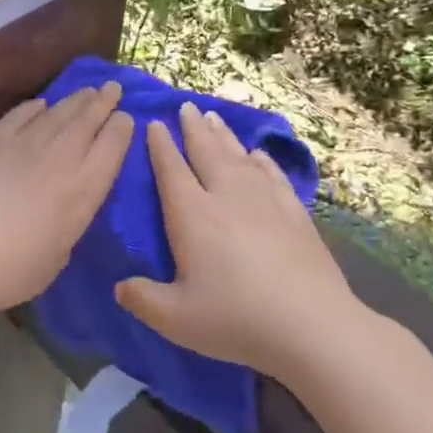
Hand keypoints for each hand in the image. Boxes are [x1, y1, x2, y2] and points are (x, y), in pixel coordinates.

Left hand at [0, 83, 133, 317]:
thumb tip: (65, 203)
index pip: (112, 147)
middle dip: (103, 102)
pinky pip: (19, 115)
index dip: (121, 129)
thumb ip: (70, 219)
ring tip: (87, 90)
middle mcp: (60, 158)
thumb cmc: (14, 270)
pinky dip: (33, 107)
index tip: (125, 117)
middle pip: (87, 121)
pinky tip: (40, 104)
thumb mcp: (61, 251)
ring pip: (57, 112)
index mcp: (83, 189)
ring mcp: (24, 143)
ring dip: (75, 100)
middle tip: (112, 88)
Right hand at [116, 102, 361, 380]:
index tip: (153, 123)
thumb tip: (120, 287)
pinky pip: (273, 176)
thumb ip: (142, 300)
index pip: (171, 170)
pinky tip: (258, 155)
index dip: (160, 146)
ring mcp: (265, 202)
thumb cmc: (235, 319)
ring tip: (214, 118)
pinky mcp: (295, 214)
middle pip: (206, 153)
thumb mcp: (175, 319)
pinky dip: (262, 162)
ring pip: (239, 158)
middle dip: (193, 129)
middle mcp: (226, 198)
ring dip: (224, 136)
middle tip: (186, 107)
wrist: (311, 326)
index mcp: (192, 216)